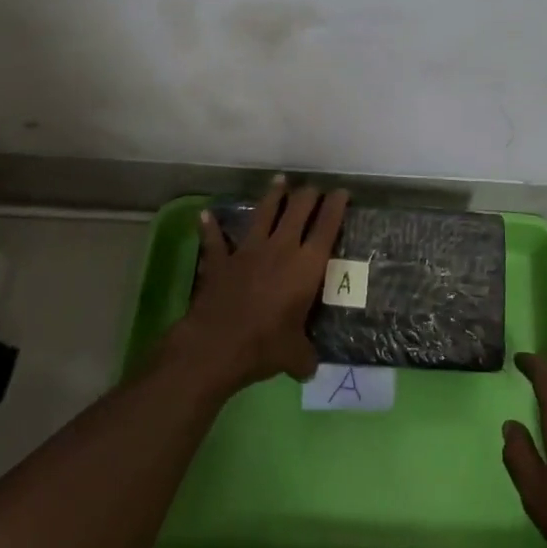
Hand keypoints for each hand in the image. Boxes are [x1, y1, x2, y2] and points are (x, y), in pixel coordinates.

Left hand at [171, 176, 349, 395]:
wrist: (216, 346)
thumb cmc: (265, 346)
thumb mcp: (295, 356)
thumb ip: (305, 356)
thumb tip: (309, 367)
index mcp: (306, 266)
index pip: (326, 227)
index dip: (336, 206)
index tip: (342, 192)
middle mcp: (281, 249)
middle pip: (297, 210)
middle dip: (308, 195)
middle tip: (314, 189)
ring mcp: (248, 251)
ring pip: (264, 213)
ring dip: (273, 195)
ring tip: (280, 180)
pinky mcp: (220, 260)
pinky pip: (215, 240)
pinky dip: (210, 228)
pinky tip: (205, 215)